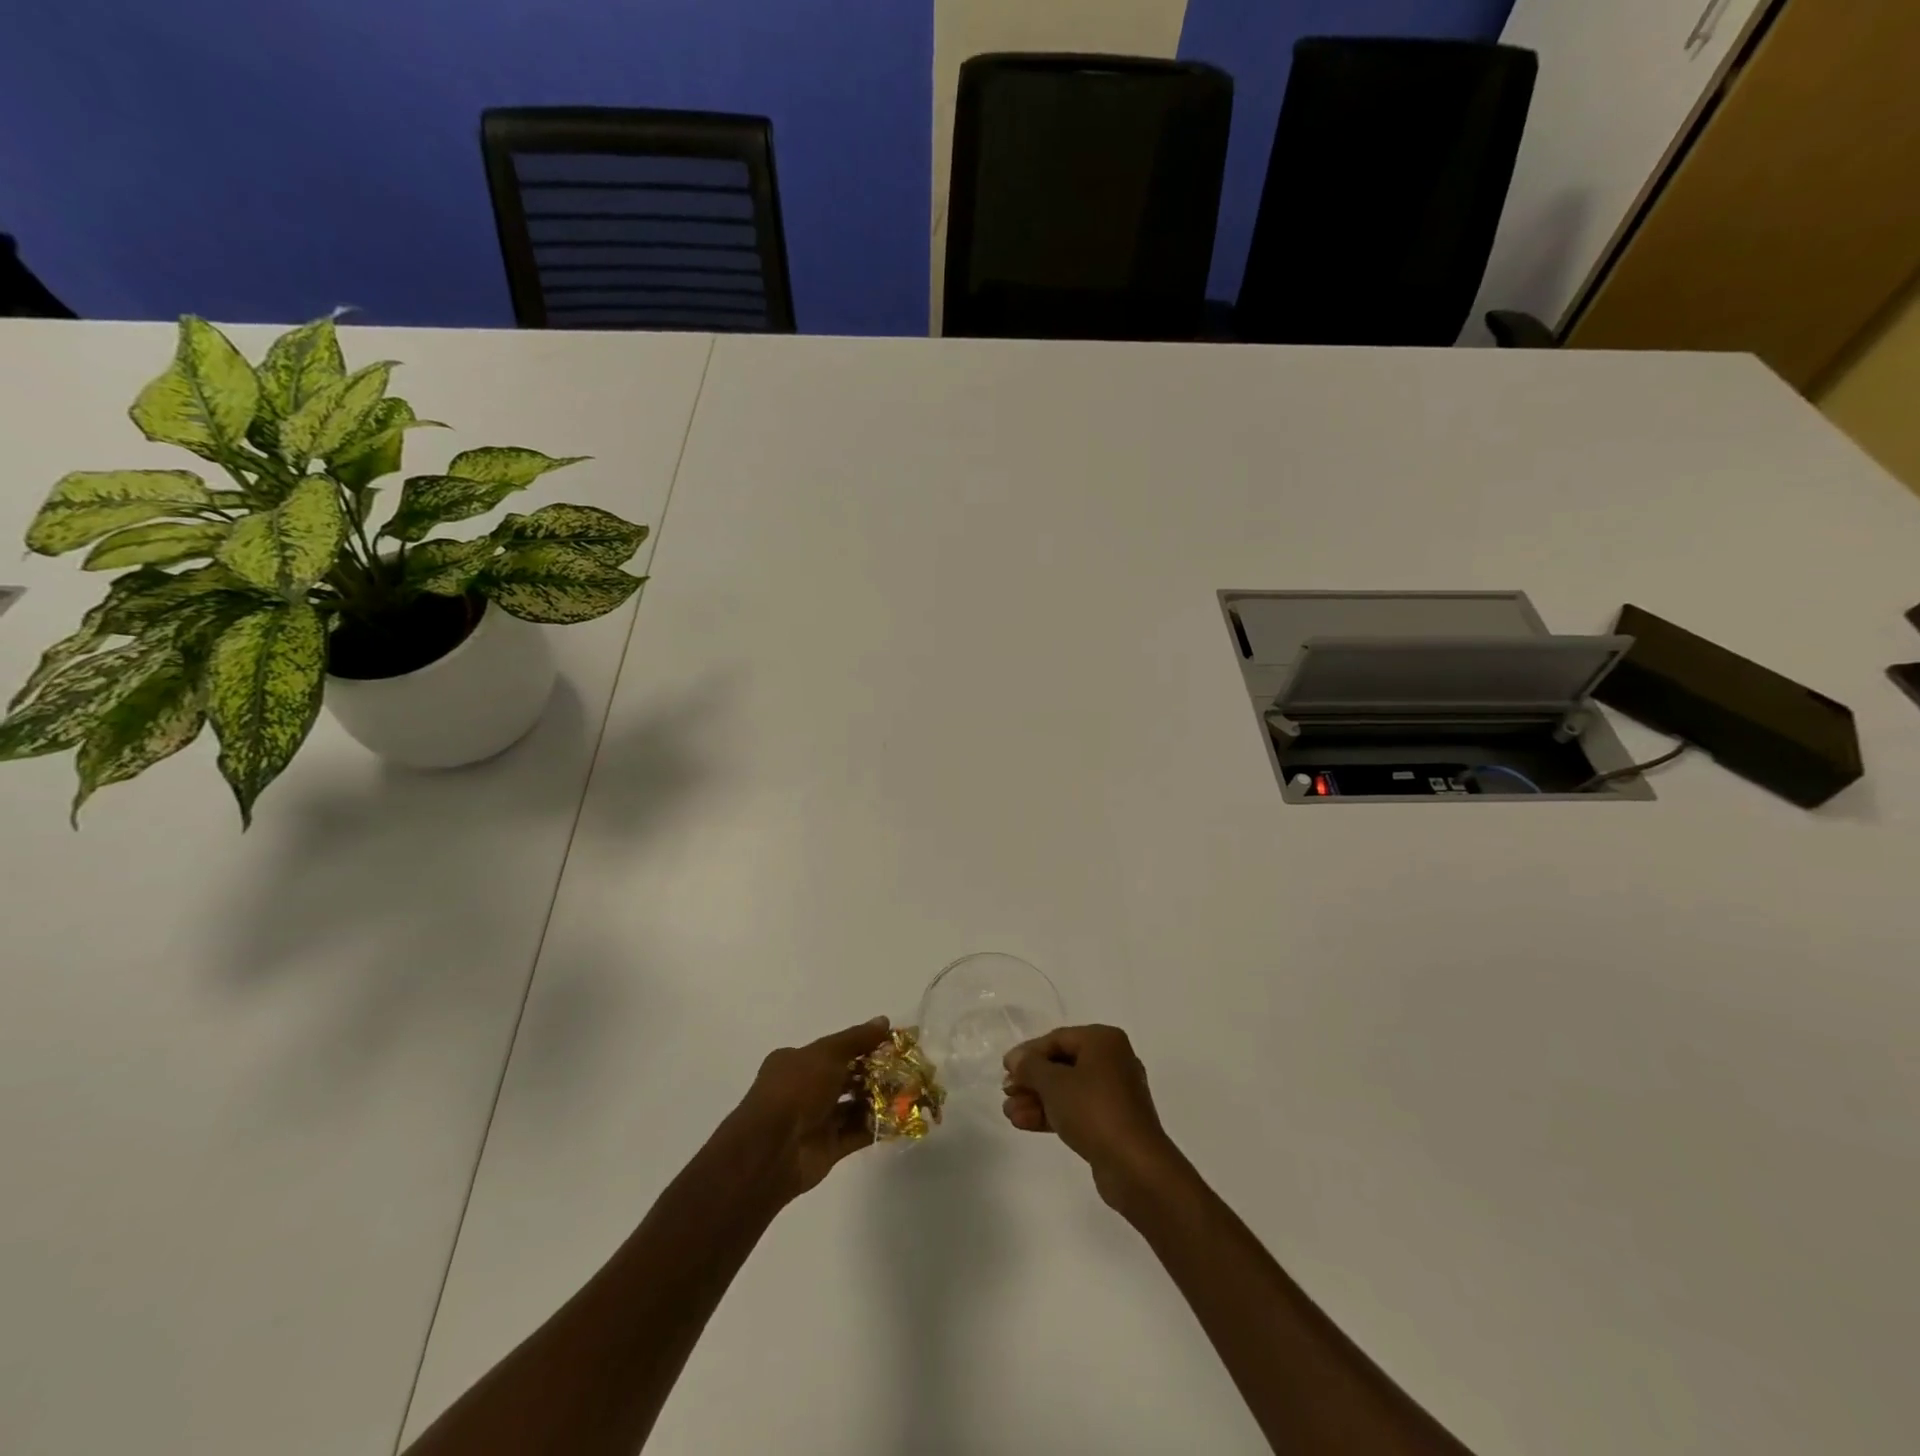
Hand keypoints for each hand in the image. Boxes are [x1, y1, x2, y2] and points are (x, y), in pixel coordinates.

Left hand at [729, 1017, 890, 1202]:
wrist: (772, 1149)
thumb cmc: (796, 1088)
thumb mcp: (827, 1053)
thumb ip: (857, 1039)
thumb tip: (884, 1021)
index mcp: (796, 1062)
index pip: (835, 1049)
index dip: (864, 1045)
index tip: (892, 1044)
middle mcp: (805, 1089)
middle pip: (846, 1077)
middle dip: (875, 1073)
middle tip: (907, 1069)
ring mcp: (816, 1120)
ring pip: (853, 1106)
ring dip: (879, 1100)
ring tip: (911, 1092)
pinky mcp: (827, 1148)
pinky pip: (857, 1133)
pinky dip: (877, 1126)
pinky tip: (902, 1118)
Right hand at [1003, 1024, 1184, 1209]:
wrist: (1135, 1166)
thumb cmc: (1093, 1110)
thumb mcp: (1054, 1083)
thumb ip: (1030, 1067)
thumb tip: (1016, 1059)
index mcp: (1104, 1041)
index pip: (1057, 1038)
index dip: (1028, 1053)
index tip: (1005, 1069)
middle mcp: (1112, 1061)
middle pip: (1062, 1064)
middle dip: (1031, 1080)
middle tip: (1006, 1092)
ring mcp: (1114, 1094)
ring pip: (1067, 1090)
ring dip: (1037, 1099)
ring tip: (1009, 1113)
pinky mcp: (1112, 1122)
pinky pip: (1077, 1109)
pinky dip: (1052, 1113)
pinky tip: (1023, 1123)